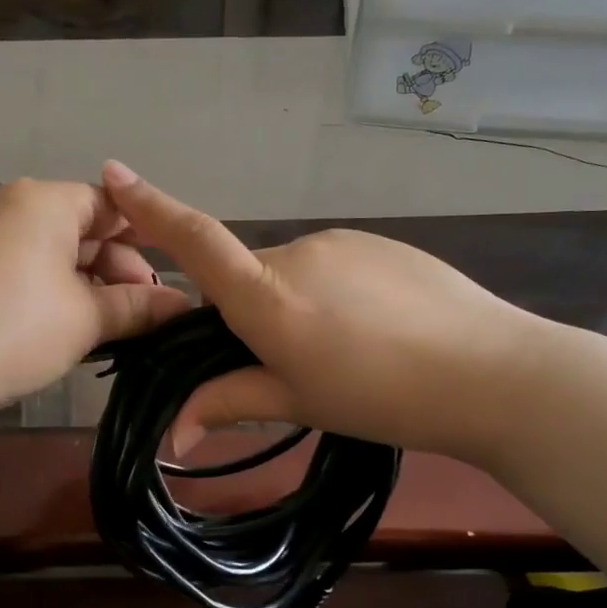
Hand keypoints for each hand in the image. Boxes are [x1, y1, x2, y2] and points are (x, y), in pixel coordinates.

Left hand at [0, 178, 190, 425]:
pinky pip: (31, 275)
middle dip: (121, 271)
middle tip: (149, 316)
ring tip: (118, 330)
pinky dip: (60, 298)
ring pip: (59, 258)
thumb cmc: (15, 327)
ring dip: (93, 290)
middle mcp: (14, 209)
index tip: (172, 279)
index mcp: (45, 201)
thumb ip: (137, 307)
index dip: (148, 237)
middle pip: (85, 230)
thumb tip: (182, 304)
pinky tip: (76, 332)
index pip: (112, 204)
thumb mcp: (86, 318)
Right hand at [100, 161, 547, 459]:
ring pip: (293, 272)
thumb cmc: (383, 397)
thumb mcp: (299, 403)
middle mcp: (297, 253)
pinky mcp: (379, 243)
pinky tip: (376, 329)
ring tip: (346, 351)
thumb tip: (173, 434)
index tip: (114, 173)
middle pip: (247, 275)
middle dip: (250, 311)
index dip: (152, 208)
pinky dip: (334, 292)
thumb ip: (231, 402)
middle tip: (289, 363)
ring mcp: (342, 242)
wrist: (492, 373)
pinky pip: (334, 265)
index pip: (196, 242)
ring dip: (297, 304)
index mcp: (268, 295)